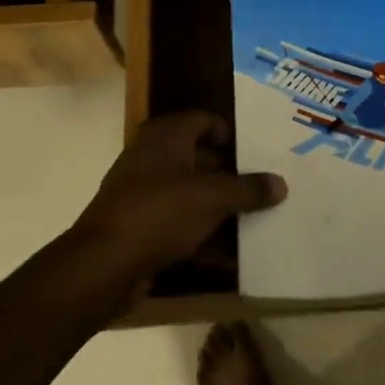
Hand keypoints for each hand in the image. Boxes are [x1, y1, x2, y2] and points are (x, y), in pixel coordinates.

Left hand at [69, 112, 286, 287]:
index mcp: (166, 136)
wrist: (104, 265)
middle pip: (199, 158)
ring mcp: (142, 193)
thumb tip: (281, 183)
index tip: (256, 153)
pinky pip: (179, 225)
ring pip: (190, 194)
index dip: (229, 133)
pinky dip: (203, 236)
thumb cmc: (160, 212)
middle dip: (230, 174)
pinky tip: (231, 256)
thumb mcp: (212, 198)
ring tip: (255, 220)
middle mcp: (152, 157)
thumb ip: (248, 190)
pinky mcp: (140, 227)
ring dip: (219, 208)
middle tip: (263, 186)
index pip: (203, 120)